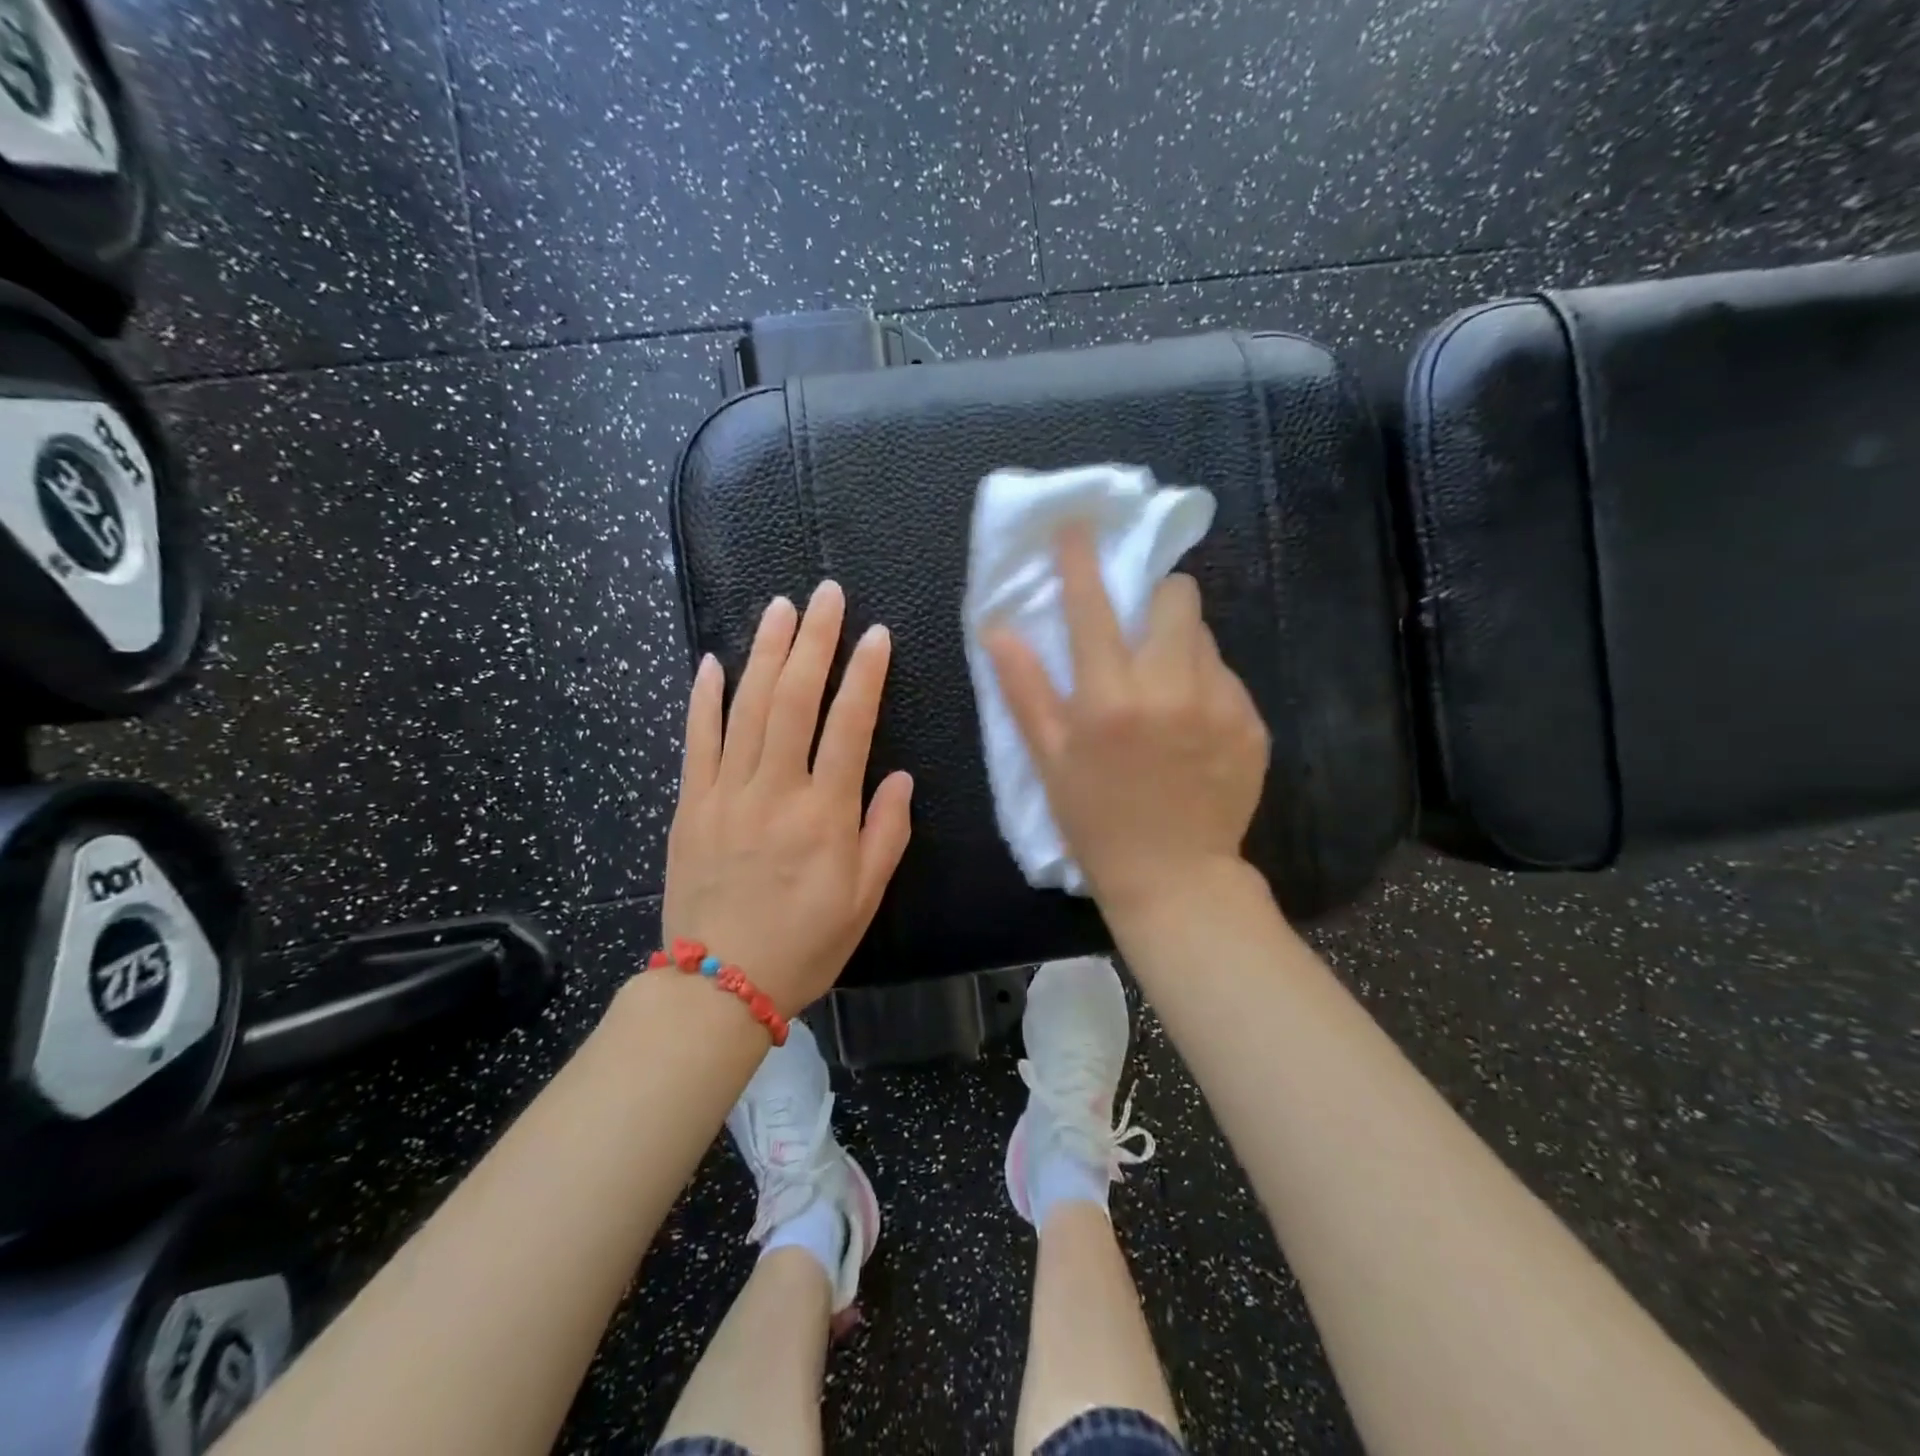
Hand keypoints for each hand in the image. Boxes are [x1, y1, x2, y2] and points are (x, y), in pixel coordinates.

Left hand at [662, 581, 913, 1013]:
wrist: (718, 985)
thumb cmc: (805, 944)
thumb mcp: (865, 898)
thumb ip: (885, 833)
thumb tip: (898, 776)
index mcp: (825, 814)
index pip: (848, 725)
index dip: (864, 674)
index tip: (876, 634)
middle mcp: (775, 790)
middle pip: (793, 699)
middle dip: (813, 640)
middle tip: (825, 595)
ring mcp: (725, 793)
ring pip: (745, 707)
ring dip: (764, 652)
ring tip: (779, 607)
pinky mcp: (689, 804)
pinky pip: (696, 740)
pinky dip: (703, 697)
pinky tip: (711, 659)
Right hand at [984, 523, 1269, 919]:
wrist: (1175, 878)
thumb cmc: (1096, 821)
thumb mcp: (1050, 760)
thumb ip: (1025, 689)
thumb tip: (997, 629)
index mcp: (1110, 698)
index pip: (1092, 607)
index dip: (1081, 559)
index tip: (1078, 525)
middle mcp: (1170, 689)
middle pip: (1176, 598)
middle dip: (1155, 599)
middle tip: (1139, 632)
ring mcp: (1221, 704)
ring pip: (1204, 636)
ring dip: (1179, 645)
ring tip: (1165, 689)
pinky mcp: (1253, 723)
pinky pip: (1227, 677)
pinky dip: (1205, 685)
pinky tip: (1192, 728)